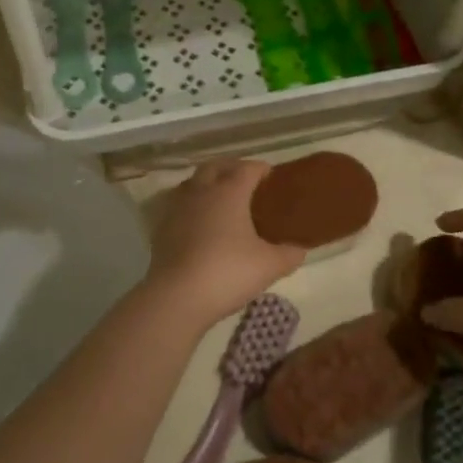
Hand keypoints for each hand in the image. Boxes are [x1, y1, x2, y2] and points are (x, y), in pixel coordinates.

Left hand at [144, 160, 304, 324]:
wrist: (178, 296)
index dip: (261, 169)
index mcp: (229, 192)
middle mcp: (201, 192)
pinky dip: (191, 208)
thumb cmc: (228, 272)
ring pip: (193, 183)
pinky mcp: (162, 228)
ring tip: (221, 201)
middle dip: (231, 168)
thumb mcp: (269, 266)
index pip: (247, 168)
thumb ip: (289, 254)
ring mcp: (177, 208)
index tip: (272, 178)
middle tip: (247, 183)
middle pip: (215, 166)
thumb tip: (300, 249)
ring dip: (207, 184)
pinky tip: (199, 225)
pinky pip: (178, 207)